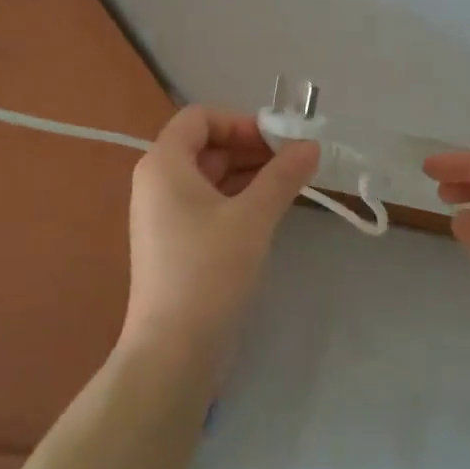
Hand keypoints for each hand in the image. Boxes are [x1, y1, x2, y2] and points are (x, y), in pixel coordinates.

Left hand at [123, 105, 319, 358]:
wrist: (174, 351)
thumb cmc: (209, 270)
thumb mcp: (253, 216)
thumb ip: (283, 175)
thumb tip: (312, 145)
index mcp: (163, 164)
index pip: (200, 118)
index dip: (240, 121)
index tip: (279, 141)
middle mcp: (157, 182)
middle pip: (206, 145)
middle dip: (251, 147)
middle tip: (294, 162)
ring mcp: (164, 215)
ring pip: (210, 176)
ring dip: (249, 173)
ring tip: (290, 184)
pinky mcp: (175, 242)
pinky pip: (208, 203)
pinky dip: (238, 198)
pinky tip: (270, 210)